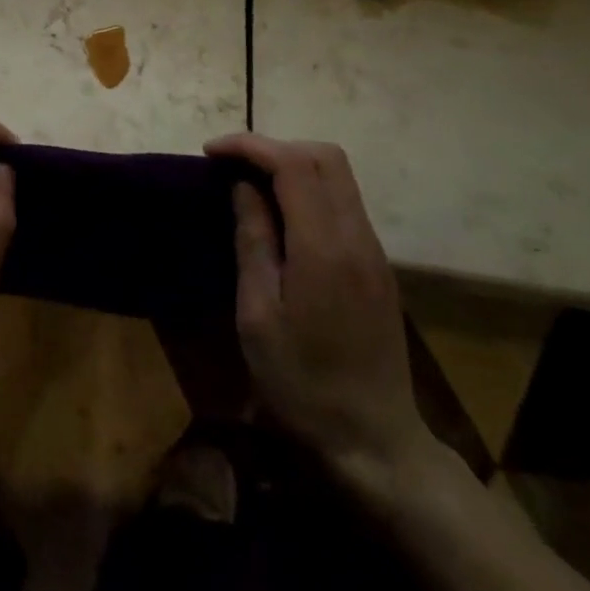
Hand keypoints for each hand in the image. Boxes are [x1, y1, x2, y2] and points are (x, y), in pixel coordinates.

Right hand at [206, 134, 431, 482]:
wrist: (374, 444)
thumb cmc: (301, 384)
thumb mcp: (257, 315)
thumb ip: (253, 241)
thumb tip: (243, 187)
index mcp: (324, 249)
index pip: (293, 164)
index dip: (250, 146)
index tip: (211, 153)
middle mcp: (358, 238)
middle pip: (325, 157)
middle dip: (274, 147)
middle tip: (231, 166)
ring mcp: (374, 251)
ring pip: (339, 175)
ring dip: (292, 164)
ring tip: (250, 185)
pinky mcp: (378, 266)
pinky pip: (344, 202)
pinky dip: (309, 188)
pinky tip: (281, 215)